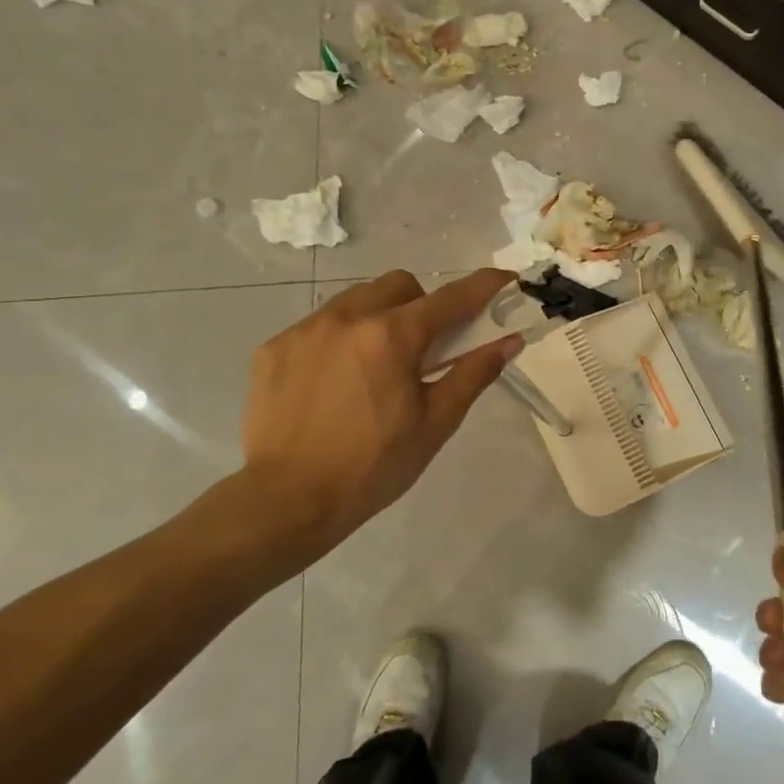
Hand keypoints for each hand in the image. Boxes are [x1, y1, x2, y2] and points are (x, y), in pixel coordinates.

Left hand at [229, 268, 521, 578]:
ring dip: (379, 316)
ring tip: (377, 363)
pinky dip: (340, 339)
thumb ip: (473, 374)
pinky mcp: (274, 347)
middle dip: (423, 304)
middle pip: (399, 285)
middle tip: (426, 346)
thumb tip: (509, 341)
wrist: (287, 501)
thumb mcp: (435, 423)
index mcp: (392, 337)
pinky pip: (319, 324)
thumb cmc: (373, 467)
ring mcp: (306, 329)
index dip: (484, 286)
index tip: (504, 282)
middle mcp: (347, 318)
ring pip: (356, 298)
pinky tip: (336, 381)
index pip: (450, 298)